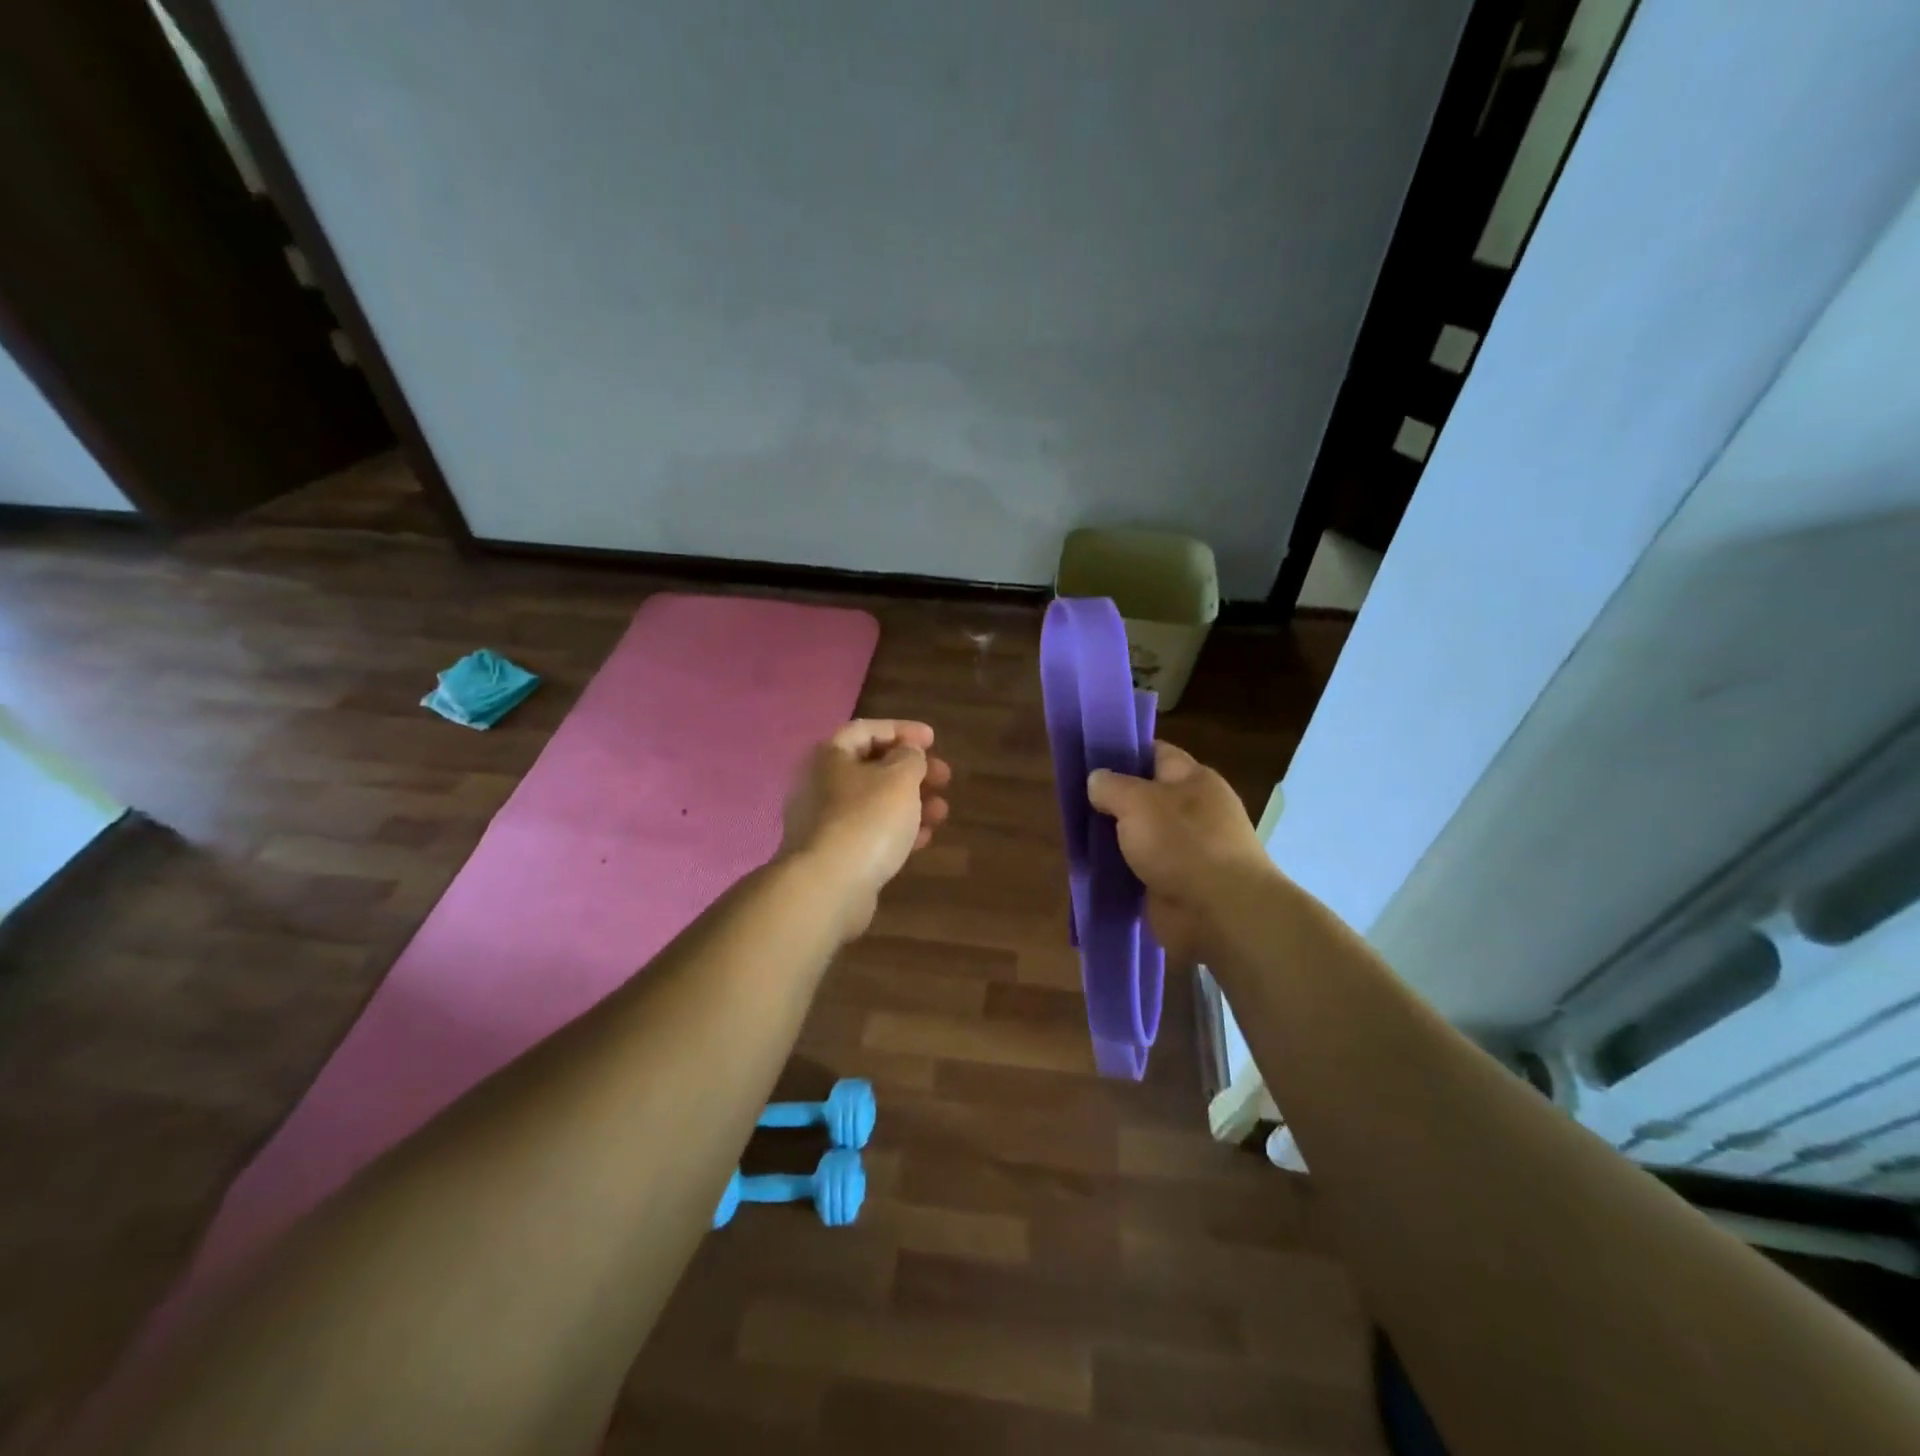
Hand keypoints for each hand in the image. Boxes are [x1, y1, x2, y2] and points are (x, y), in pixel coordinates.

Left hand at [781, 719, 951, 937]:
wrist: (829, 887)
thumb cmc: (867, 820)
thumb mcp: (900, 778)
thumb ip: (910, 757)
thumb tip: (908, 753)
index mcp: (829, 756)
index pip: (867, 729)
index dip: (902, 730)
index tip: (933, 739)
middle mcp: (820, 784)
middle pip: (872, 767)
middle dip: (912, 770)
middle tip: (944, 777)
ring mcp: (823, 822)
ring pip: (874, 802)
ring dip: (911, 802)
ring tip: (942, 811)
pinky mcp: (833, 855)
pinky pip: (869, 832)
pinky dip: (897, 829)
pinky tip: (924, 838)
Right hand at [1087, 741, 1273, 966]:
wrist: (1219, 913)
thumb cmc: (1182, 843)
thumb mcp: (1137, 801)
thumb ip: (1111, 786)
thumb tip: (1096, 781)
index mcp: (1194, 780)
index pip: (1156, 753)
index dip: (1124, 752)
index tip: (1089, 758)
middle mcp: (1193, 810)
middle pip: (1144, 795)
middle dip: (1112, 798)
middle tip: (1073, 798)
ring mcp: (1185, 849)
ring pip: (1139, 834)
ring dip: (1112, 837)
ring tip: (1074, 832)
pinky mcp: (1175, 883)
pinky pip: (1139, 868)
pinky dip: (1119, 868)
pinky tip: (1090, 866)